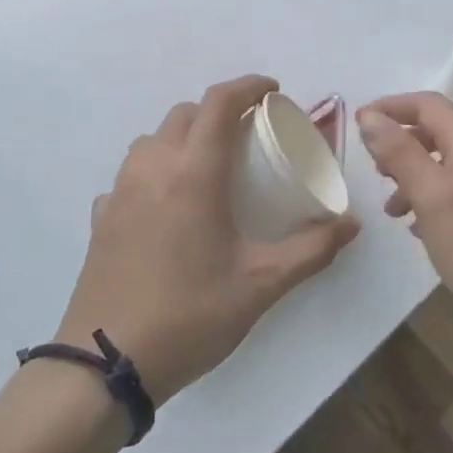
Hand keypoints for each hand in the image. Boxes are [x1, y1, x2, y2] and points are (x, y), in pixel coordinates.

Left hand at [57, 76, 359, 403]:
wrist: (105, 365)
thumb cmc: (190, 315)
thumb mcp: (262, 285)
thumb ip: (312, 250)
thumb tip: (351, 224)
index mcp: (194, 174)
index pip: (219, 103)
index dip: (249, 86)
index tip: (274, 92)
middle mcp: (153, 169)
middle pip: (185, 114)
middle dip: (220, 112)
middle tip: (250, 135)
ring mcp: (120, 193)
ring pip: (153, 140)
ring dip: (184, 137)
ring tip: (210, 168)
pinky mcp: (101, 219)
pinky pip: (131, 175)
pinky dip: (156, 172)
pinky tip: (169, 207)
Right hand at [357, 93, 452, 337]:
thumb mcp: (429, 192)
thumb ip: (398, 152)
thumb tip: (369, 117)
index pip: (426, 104)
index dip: (390, 108)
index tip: (357, 124)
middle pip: (434, 131)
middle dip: (399, 144)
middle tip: (373, 170)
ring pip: (441, 164)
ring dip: (410, 176)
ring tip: (390, 208)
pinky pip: (452, 191)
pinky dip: (428, 199)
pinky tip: (415, 227)